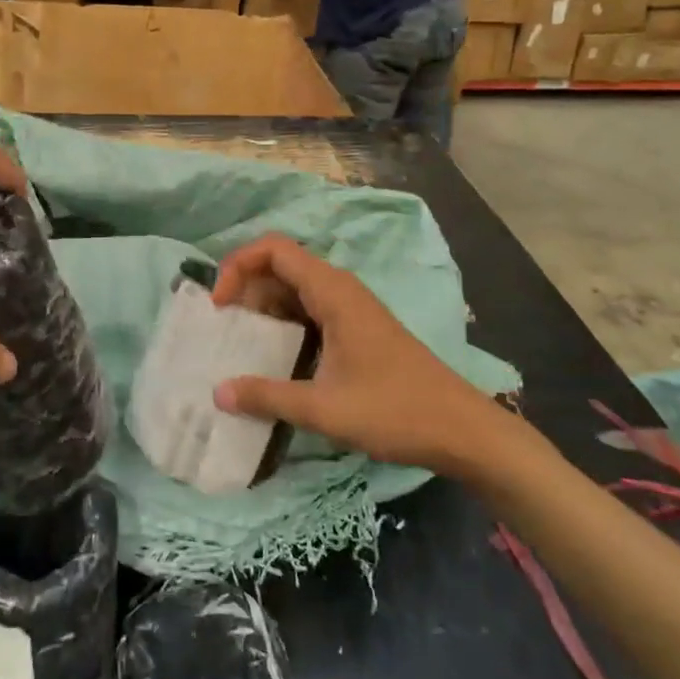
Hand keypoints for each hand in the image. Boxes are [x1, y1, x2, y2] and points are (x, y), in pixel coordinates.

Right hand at [210, 235, 509, 473]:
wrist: (462, 429)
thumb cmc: (395, 410)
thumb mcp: (324, 409)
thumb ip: (267, 397)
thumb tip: (217, 392)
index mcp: (333, 291)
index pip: (273, 249)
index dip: (238, 265)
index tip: (219, 304)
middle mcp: (340, 289)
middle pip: (280, 266)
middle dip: (245, 288)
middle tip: (223, 327)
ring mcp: (351, 308)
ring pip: (295, 290)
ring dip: (264, 307)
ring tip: (241, 343)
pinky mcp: (357, 329)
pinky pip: (310, 310)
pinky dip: (284, 323)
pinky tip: (275, 358)